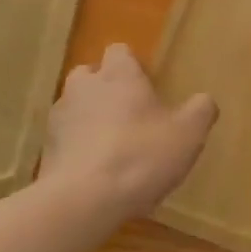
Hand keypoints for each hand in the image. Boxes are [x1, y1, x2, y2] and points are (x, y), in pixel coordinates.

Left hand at [40, 43, 217, 217]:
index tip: (147, 87)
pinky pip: (65, 139)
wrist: (83, 200)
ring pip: (75, 107)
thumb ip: (200, 111)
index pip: (120, 51)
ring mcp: (59, 117)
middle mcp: (84, 86)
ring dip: (89, 119)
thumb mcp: (188, 134)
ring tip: (112, 148)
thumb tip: (204, 101)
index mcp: (118, 74)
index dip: (132, 66)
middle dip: (106, 89)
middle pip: (91, 75)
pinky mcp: (46, 149)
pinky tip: (96, 173)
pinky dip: (78, 148)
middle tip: (130, 116)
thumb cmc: (141, 155)